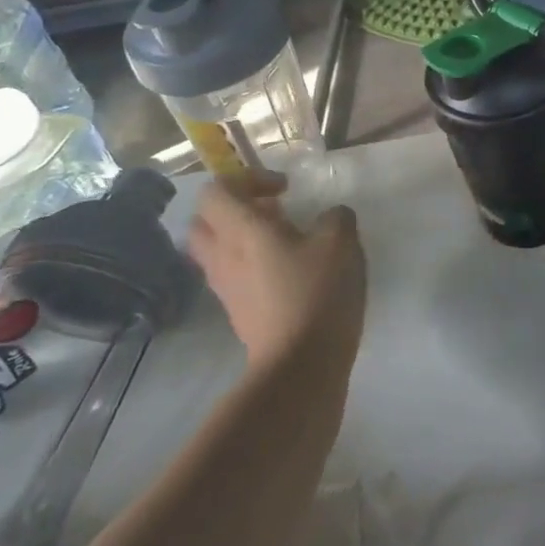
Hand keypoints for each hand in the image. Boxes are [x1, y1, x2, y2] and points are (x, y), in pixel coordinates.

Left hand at [187, 169, 365, 365]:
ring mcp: (226, 288)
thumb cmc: (317, 293)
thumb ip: (335, 217)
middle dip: (233, 208)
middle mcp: (223, 256)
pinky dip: (251, 264)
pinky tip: (290, 271)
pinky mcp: (238, 312)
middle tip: (272, 210)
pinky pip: (232, 275)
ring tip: (287, 241)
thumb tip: (330, 217)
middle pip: (204, 221)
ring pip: (216, 250)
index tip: (283, 189)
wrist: (300, 366)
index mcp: (242, 230)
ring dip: (242, 238)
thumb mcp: (341, 241)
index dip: (245, 179)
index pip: (215, 191)